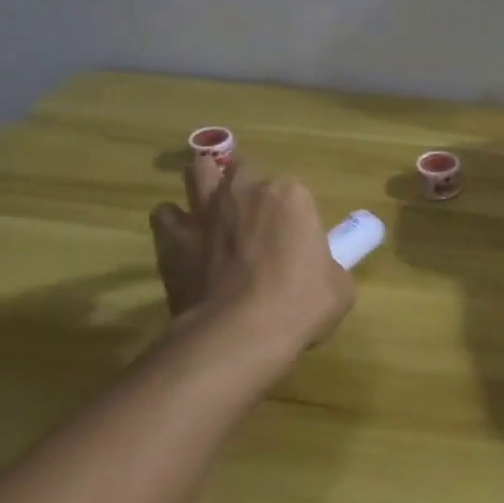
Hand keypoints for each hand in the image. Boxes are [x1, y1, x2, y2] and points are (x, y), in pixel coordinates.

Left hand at [149, 160, 354, 354]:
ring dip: (204, 182)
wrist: (242, 332)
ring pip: (199, 173)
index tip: (294, 241)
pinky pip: (165, 215)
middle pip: (243, 169)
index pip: (292, 190)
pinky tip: (181, 239)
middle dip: (246, 188)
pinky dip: (172, 223)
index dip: (292, 214)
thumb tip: (320, 273)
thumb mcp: (338, 286)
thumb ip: (327, 267)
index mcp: (290, 194)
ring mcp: (206, 210)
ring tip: (210, 206)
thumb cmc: (300, 304)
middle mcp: (245, 190)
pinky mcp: (174, 237)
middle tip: (252, 220)